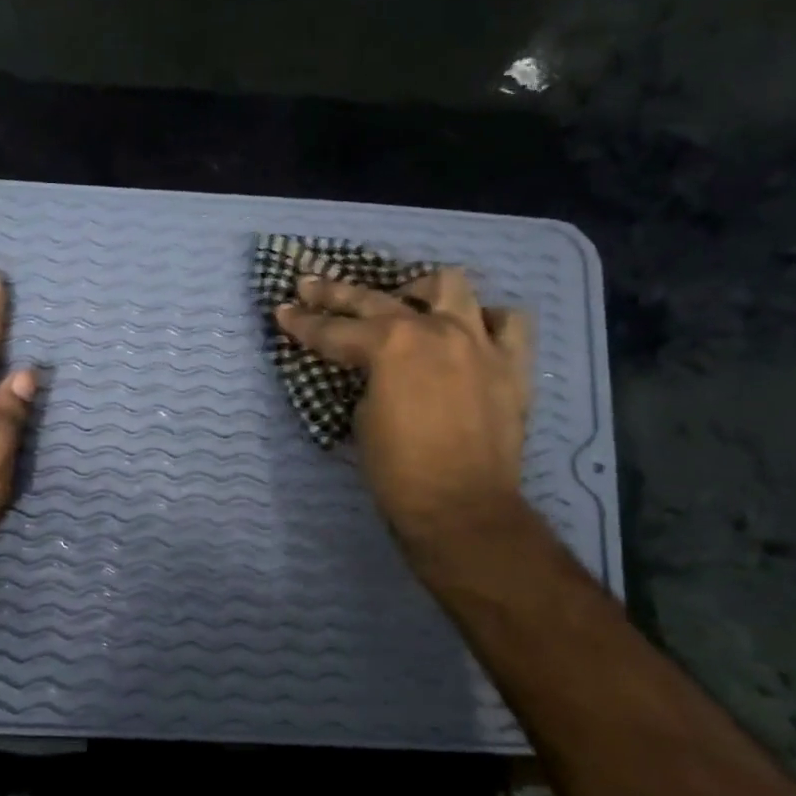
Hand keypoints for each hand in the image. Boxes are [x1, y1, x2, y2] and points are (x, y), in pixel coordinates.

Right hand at [275, 267, 532, 574]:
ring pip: (451, 286)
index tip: (283, 311)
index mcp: (390, 346)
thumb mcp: (362, 419)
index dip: (302, 323)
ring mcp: (478, 342)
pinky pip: (508, 322)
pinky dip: (486, 320)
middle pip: (376, 299)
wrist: (461, 510)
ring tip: (408, 298)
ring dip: (421, 289)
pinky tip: (472, 330)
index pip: (333, 330)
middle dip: (336, 294)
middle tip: (311, 286)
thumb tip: (374, 370)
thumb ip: (367, 380)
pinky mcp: (511, 364)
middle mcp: (435, 330)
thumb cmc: (398, 472)